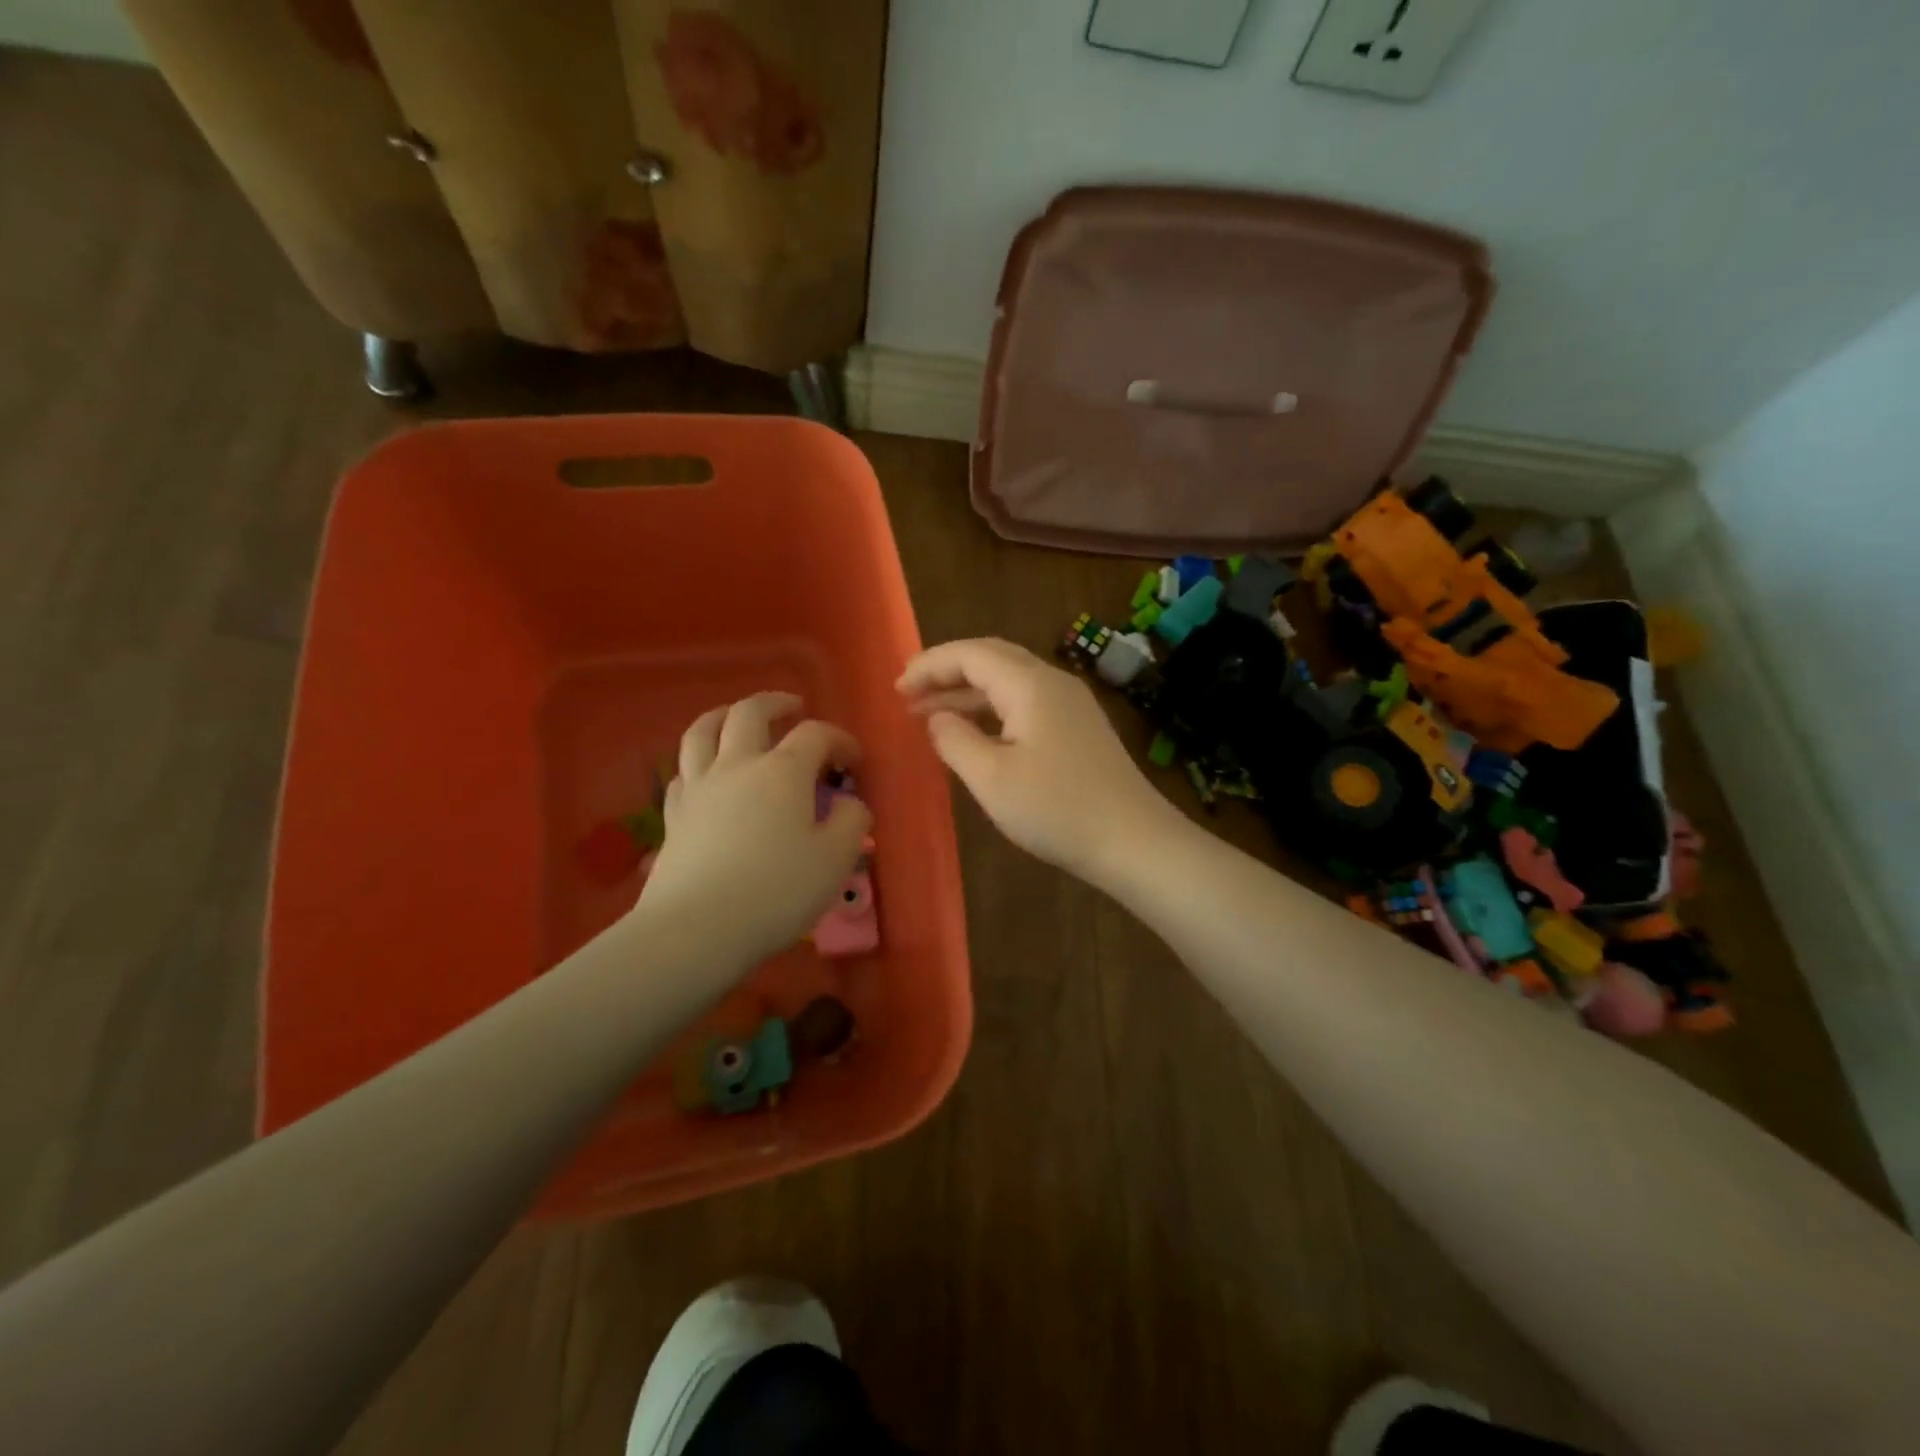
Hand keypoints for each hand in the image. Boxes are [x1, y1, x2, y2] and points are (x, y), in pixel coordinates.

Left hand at [638, 692, 871, 967]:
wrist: (696, 929)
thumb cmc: (776, 891)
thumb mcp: (836, 859)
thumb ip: (852, 822)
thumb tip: (849, 803)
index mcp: (783, 771)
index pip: (816, 734)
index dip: (840, 739)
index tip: (855, 760)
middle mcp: (737, 766)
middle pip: (750, 714)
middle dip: (776, 703)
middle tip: (794, 707)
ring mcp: (699, 788)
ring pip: (702, 731)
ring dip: (724, 715)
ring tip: (737, 717)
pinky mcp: (673, 816)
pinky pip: (683, 773)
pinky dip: (699, 762)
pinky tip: (707, 774)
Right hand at [897, 639, 1180, 883]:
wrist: (1134, 841)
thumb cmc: (1057, 809)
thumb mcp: (991, 779)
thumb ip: (954, 741)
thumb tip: (936, 718)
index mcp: (1030, 684)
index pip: (970, 654)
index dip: (929, 665)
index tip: (896, 689)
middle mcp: (1053, 681)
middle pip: (991, 658)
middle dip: (946, 671)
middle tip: (909, 695)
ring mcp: (1071, 704)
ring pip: (1009, 680)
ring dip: (968, 692)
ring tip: (930, 714)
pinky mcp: (1079, 727)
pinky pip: (1025, 701)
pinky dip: (992, 709)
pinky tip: (975, 733)